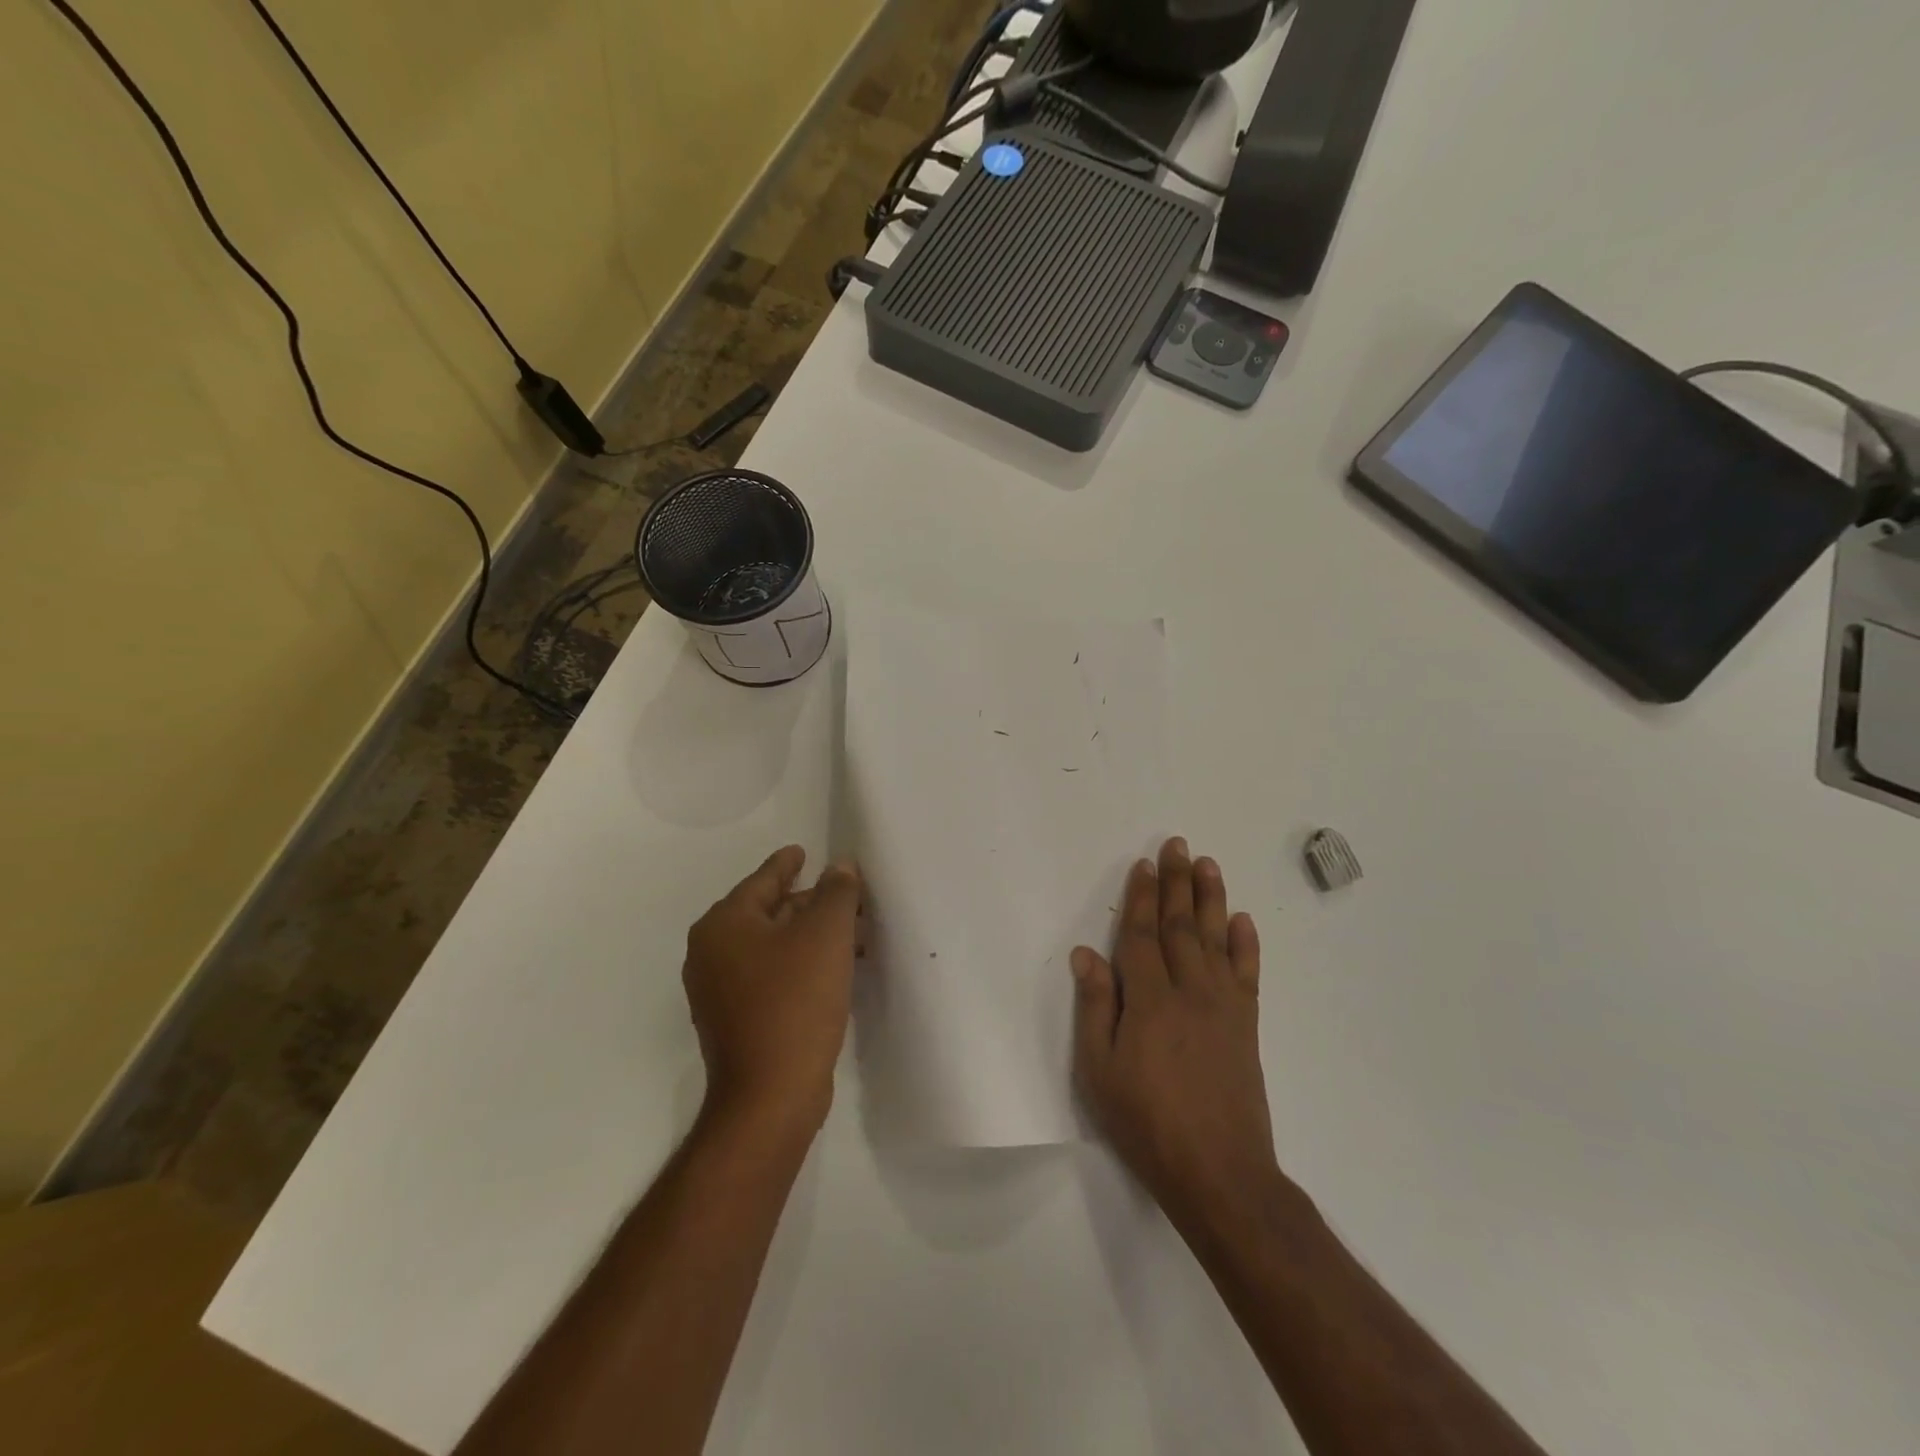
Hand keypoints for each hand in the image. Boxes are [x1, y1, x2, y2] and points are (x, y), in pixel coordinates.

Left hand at [684, 846, 861, 1131]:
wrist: (770, 1098)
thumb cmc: (795, 1003)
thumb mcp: (825, 936)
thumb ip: (836, 892)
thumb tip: (840, 866)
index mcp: (723, 925)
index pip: (762, 880)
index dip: (786, 863)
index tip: (803, 850)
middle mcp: (712, 953)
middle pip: (769, 912)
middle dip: (811, 904)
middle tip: (849, 899)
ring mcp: (720, 991)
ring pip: (774, 947)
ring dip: (812, 937)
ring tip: (855, 936)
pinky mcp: (736, 1021)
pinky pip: (772, 975)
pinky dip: (802, 965)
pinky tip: (835, 971)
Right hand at [1071, 837, 1276, 1234]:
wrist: (1220, 1173)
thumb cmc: (1147, 1122)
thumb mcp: (1100, 1071)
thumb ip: (1095, 1008)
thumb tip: (1086, 954)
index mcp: (1149, 1000)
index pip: (1143, 935)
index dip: (1142, 897)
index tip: (1144, 864)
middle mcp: (1189, 991)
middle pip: (1181, 925)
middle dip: (1177, 882)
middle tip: (1177, 844)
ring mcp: (1224, 1006)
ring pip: (1216, 939)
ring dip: (1211, 898)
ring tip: (1208, 864)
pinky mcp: (1247, 1026)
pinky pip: (1248, 974)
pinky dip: (1246, 944)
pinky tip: (1244, 921)